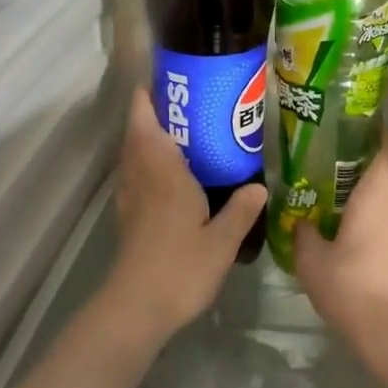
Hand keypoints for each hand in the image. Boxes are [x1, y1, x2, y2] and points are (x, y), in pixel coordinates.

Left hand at [104, 88, 265, 339]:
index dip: (148, 98)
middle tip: (187, 104)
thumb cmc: (180, 268)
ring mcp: (130, 199)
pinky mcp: (128, 219)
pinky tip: (171, 177)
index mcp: (162, 174)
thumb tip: (258, 187)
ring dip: (147, 138)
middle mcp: (141, 178)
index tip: (164, 79)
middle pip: (136, 134)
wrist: (138, 307)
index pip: (145, 123)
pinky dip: (146, 164)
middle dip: (152, 113)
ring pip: (132, 156)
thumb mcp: (222, 241)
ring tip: (181, 134)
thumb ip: (241, 211)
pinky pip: (134, 177)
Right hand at [294, 135, 387, 347]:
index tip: (348, 139)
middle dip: (364, 174)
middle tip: (331, 181)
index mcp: (381, 192)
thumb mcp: (312, 262)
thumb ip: (304, 234)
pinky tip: (360, 251)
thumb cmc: (354, 288)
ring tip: (341, 219)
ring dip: (374, 205)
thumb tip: (302, 222)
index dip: (375, 135)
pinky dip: (383, 231)